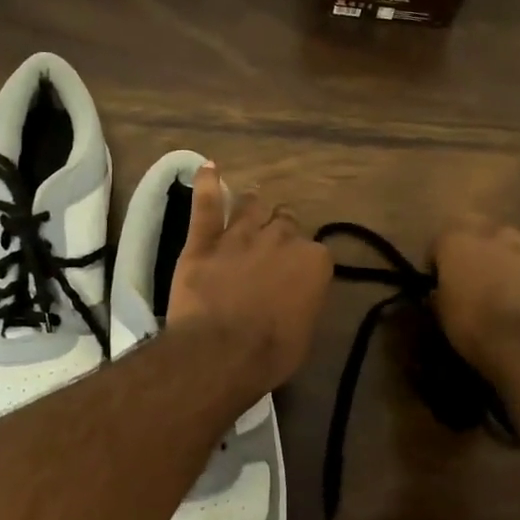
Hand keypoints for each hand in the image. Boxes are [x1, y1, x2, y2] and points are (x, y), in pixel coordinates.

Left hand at [168, 164, 332, 394]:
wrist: (221, 352)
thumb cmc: (271, 353)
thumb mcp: (304, 333)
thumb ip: (304, 301)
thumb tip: (296, 296)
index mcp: (314, 262)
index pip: (315, 252)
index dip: (304, 263)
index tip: (296, 276)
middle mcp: (281, 239)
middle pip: (285, 223)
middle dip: (281, 230)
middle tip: (273, 243)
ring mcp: (241, 235)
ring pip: (251, 207)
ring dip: (253, 203)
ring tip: (253, 196)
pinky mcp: (204, 240)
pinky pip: (207, 204)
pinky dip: (207, 183)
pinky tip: (207, 167)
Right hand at [432, 217, 519, 380]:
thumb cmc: (472, 324)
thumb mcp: (441, 313)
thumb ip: (439, 294)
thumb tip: (438, 292)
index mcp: (456, 242)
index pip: (439, 241)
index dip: (436, 261)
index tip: (436, 279)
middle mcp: (489, 235)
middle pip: (476, 229)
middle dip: (471, 245)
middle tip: (468, 269)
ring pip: (507, 241)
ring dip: (500, 254)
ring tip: (499, 278)